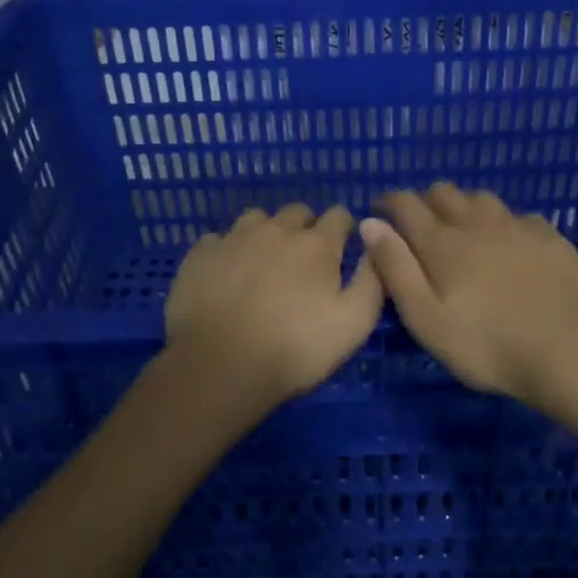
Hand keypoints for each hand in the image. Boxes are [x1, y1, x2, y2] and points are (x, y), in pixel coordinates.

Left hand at [163, 204, 385, 415]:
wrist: (220, 366)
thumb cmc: (295, 348)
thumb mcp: (354, 324)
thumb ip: (373, 281)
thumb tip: (377, 246)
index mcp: (317, 244)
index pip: (339, 215)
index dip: (344, 230)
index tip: (343, 250)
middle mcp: (276, 230)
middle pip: (297, 211)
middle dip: (305, 227)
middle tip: (304, 262)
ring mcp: (234, 238)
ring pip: (256, 219)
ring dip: (265, 233)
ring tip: (263, 263)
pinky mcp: (200, 254)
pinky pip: (218, 240)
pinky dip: (227, 251)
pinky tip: (226, 275)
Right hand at [360, 184, 577, 404]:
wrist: (566, 351)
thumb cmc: (485, 344)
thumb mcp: (425, 318)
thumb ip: (396, 268)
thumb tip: (370, 224)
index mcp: (442, 242)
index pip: (406, 204)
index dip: (388, 202)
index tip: (379, 210)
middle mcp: (477, 223)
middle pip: (444, 193)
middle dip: (424, 200)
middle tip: (419, 224)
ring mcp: (517, 227)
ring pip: (482, 198)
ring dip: (464, 206)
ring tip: (461, 227)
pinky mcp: (550, 238)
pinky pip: (519, 216)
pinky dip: (503, 222)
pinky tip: (509, 241)